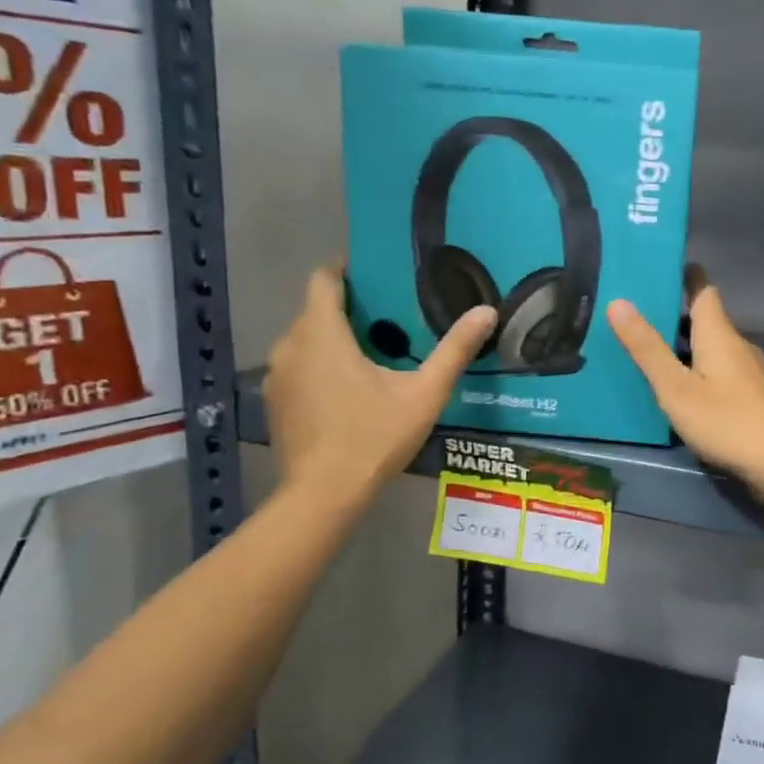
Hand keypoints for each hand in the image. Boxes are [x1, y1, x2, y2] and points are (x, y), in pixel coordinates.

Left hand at [265, 266, 494, 512]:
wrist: (324, 494)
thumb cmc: (375, 436)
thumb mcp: (424, 393)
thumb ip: (454, 350)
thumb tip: (487, 311)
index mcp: (322, 334)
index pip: (323, 280)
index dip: (346, 269)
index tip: (376, 273)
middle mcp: (290, 346)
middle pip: (316, 310)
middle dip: (349, 308)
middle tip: (390, 317)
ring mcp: (277, 376)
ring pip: (306, 340)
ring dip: (333, 339)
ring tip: (373, 352)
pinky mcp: (275, 402)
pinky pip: (299, 367)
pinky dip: (321, 366)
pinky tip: (349, 389)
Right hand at [607, 272, 763, 489]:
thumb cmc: (726, 421)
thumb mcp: (676, 387)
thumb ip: (647, 348)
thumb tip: (619, 301)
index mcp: (719, 334)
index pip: (703, 290)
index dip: (685, 276)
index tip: (662, 266)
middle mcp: (738, 345)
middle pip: (707, 320)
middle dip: (677, 315)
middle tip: (639, 314)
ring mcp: (750, 373)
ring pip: (714, 348)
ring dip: (688, 346)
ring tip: (653, 351)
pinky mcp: (755, 397)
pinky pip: (722, 372)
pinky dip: (701, 370)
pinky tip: (684, 389)